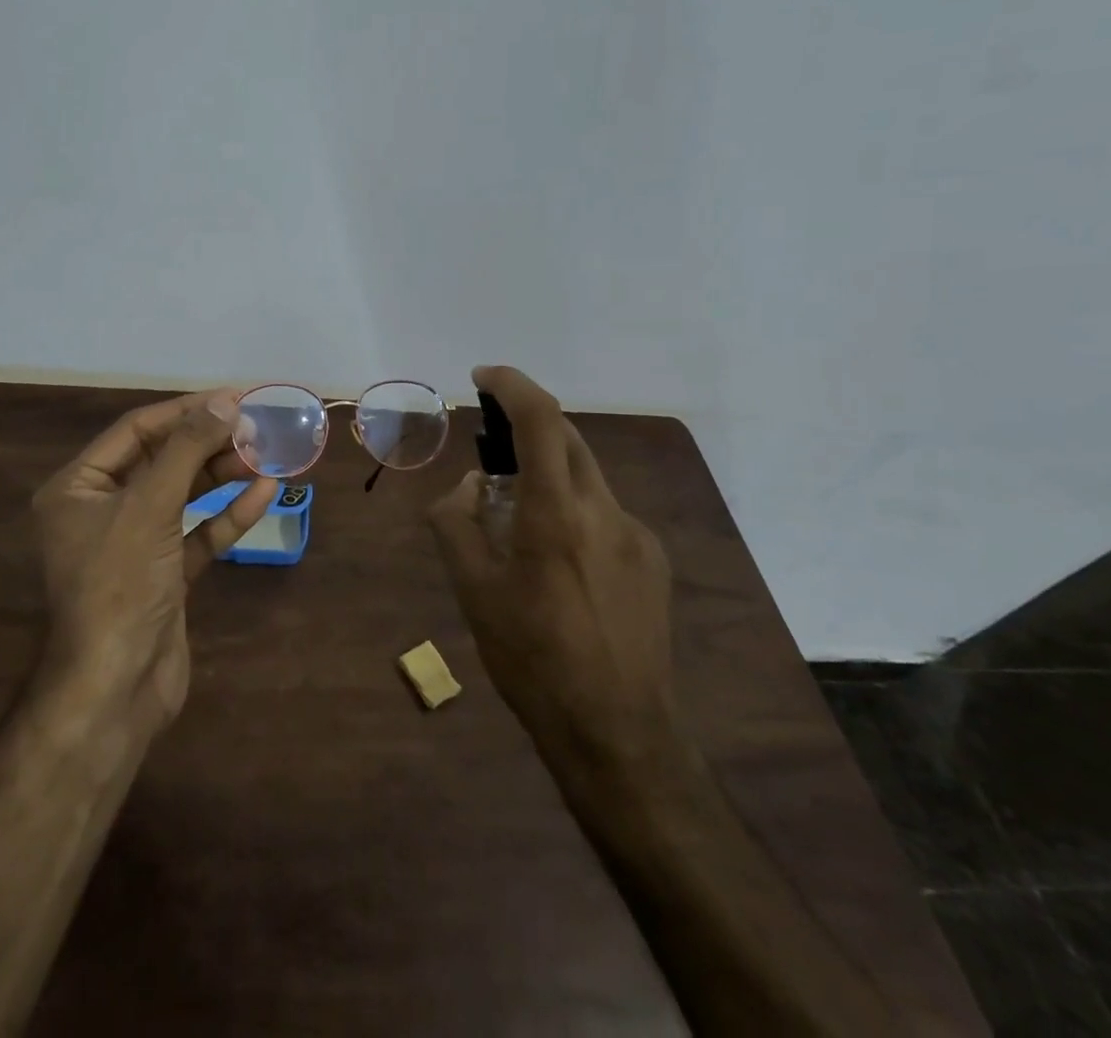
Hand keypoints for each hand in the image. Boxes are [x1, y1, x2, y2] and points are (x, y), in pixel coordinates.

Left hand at [32, 391, 276, 732]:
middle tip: (257, 428)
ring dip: (223, 476)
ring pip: (183, 496)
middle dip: (209, 444)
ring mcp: (135, 544)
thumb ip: (188, 450)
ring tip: (266, 456)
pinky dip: (227, 515)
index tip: (233, 398)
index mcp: (78, 487)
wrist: (116, 689)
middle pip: (162, 461)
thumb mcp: (150, 506)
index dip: (185, 411)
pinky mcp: (164, 574)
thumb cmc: (120, 584)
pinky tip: (263, 494)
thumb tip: (225, 401)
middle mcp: (101, 510)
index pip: (135, 431)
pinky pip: (197, 533)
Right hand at [427, 366, 676, 773]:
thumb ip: (457, 523)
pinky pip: (605, 513)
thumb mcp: (472, 592)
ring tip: (519, 520)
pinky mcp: (653, 560)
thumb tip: (470, 487)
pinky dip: (574, 509)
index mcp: (555, 514)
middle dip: (527, 425)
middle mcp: (604, 511)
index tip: (483, 378)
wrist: (617, 732)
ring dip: (549, 472)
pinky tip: (560, 561)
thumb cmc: (532, 660)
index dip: (512, 384)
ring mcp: (636, 535)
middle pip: (567, 437)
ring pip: (586, 476)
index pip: (541, 419)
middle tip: (491, 448)